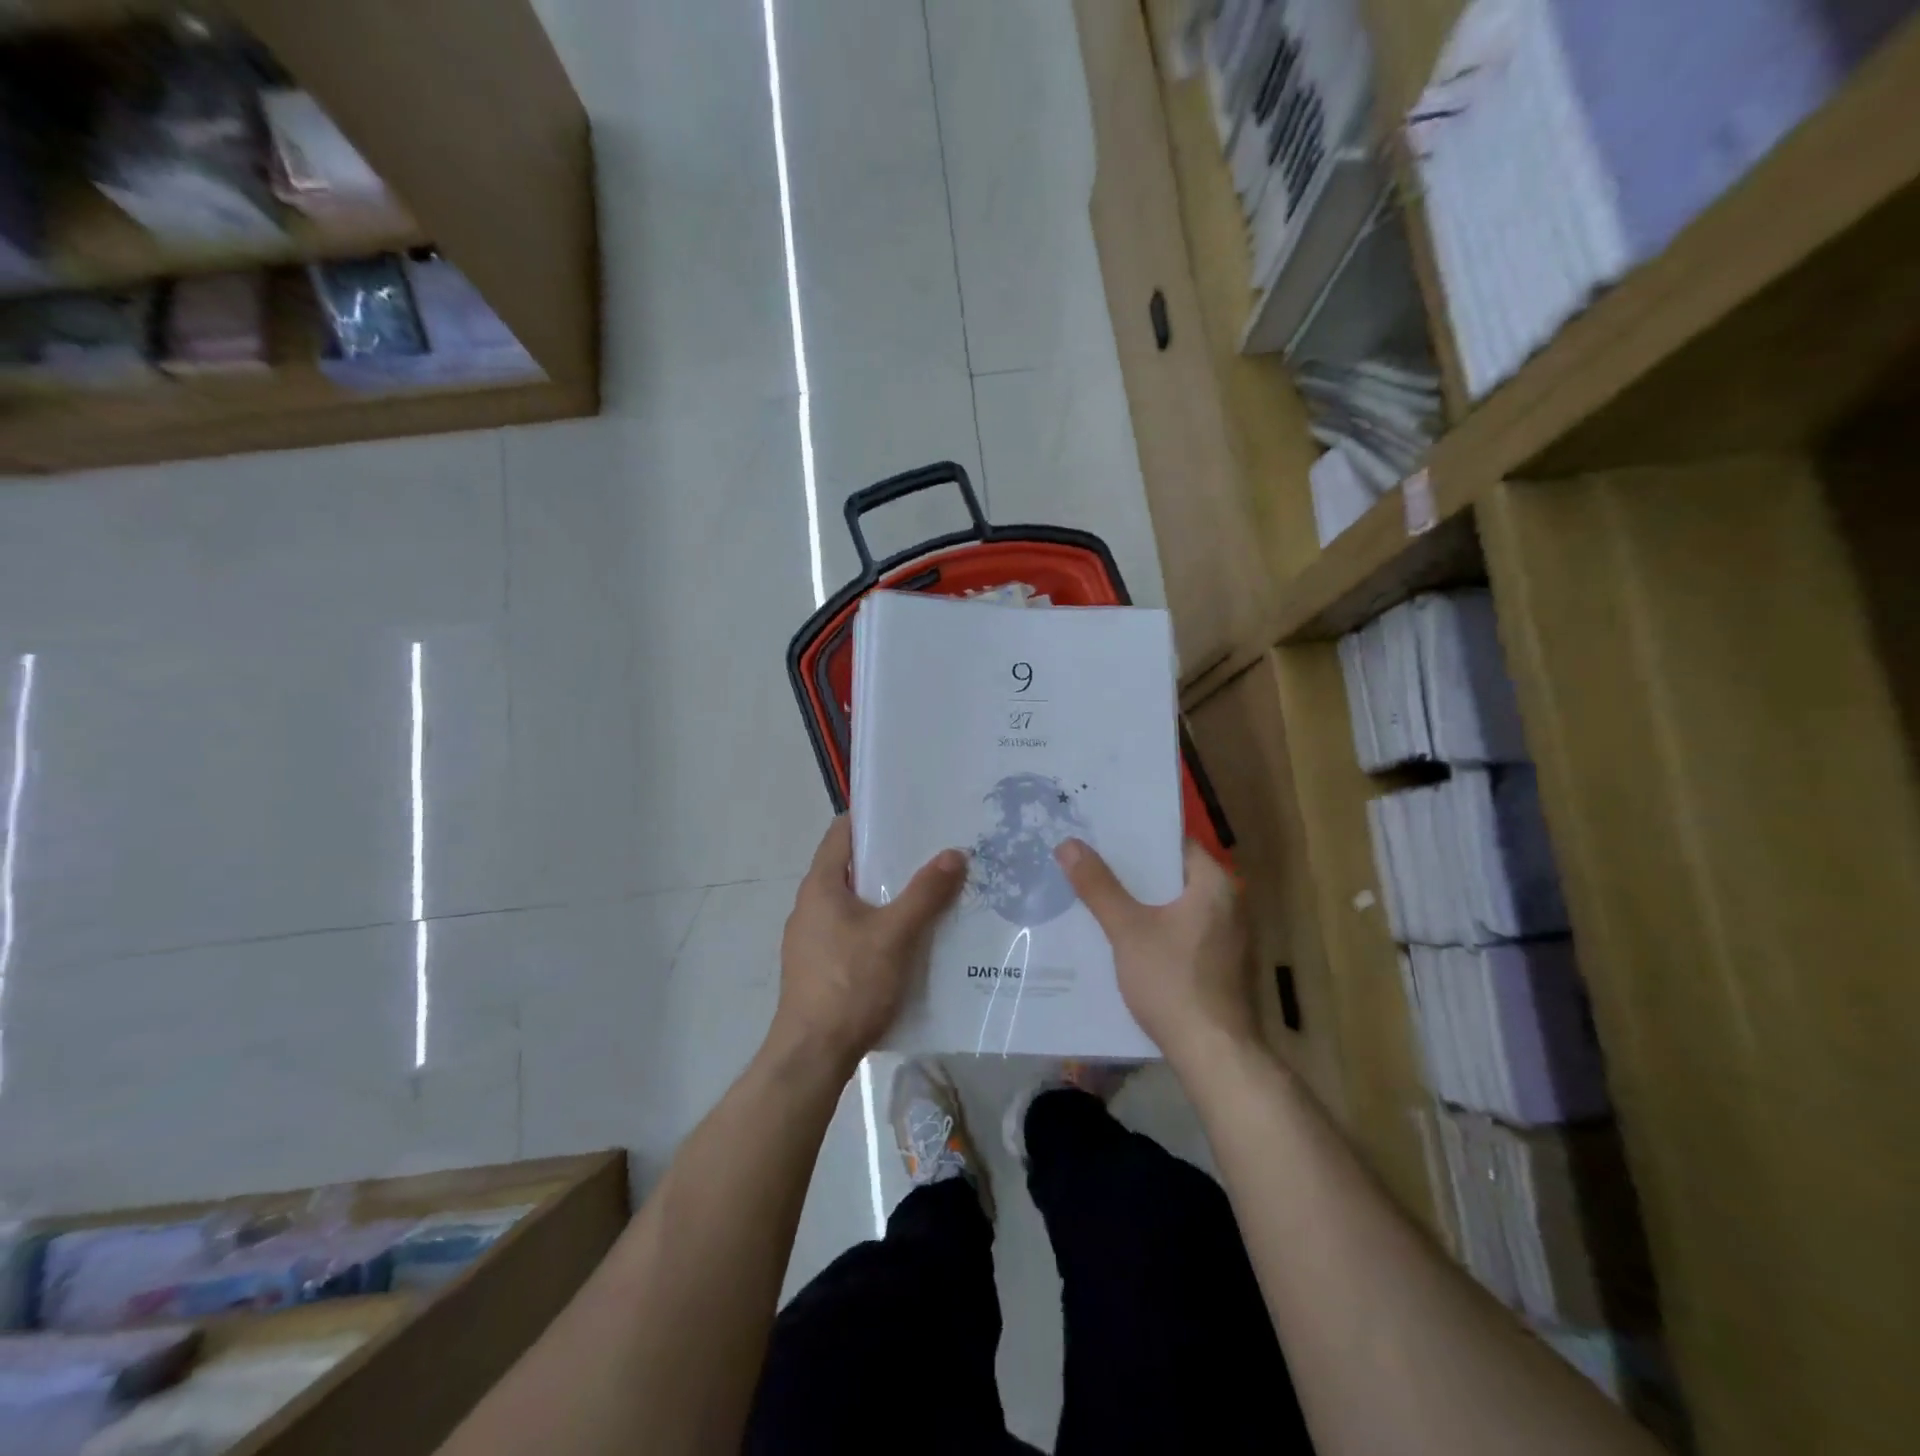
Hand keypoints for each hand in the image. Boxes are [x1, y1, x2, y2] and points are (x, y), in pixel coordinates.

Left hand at [771, 817, 967, 1075]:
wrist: (813, 1055)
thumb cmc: (850, 983)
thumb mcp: (895, 934)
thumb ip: (925, 893)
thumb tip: (954, 853)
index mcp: (820, 886)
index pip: (842, 832)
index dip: (872, 817)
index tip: (908, 811)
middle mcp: (810, 905)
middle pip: (851, 867)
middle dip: (890, 859)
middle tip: (932, 852)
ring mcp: (811, 938)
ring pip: (854, 902)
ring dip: (887, 895)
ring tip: (929, 892)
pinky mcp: (820, 966)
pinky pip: (852, 931)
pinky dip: (878, 924)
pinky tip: (909, 938)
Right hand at [1055, 838, 1258, 1066]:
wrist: (1214, 1055)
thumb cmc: (1173, 981)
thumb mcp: (1128, 930)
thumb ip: (1099, 886)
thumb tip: (1068, 844)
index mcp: (1215, 885)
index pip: (1174, 844)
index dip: (1137, 837)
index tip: (1101, 833)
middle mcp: (1229, 905)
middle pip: (1172, 876)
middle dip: (1132, 872)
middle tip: (1089, 860)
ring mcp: (1227, 938)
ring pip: (1174, 907)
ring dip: (1141, 902)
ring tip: (1097, 893)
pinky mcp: (1220, 966)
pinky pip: (1181, 932)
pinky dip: (1154, 928)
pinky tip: (1122, 936)